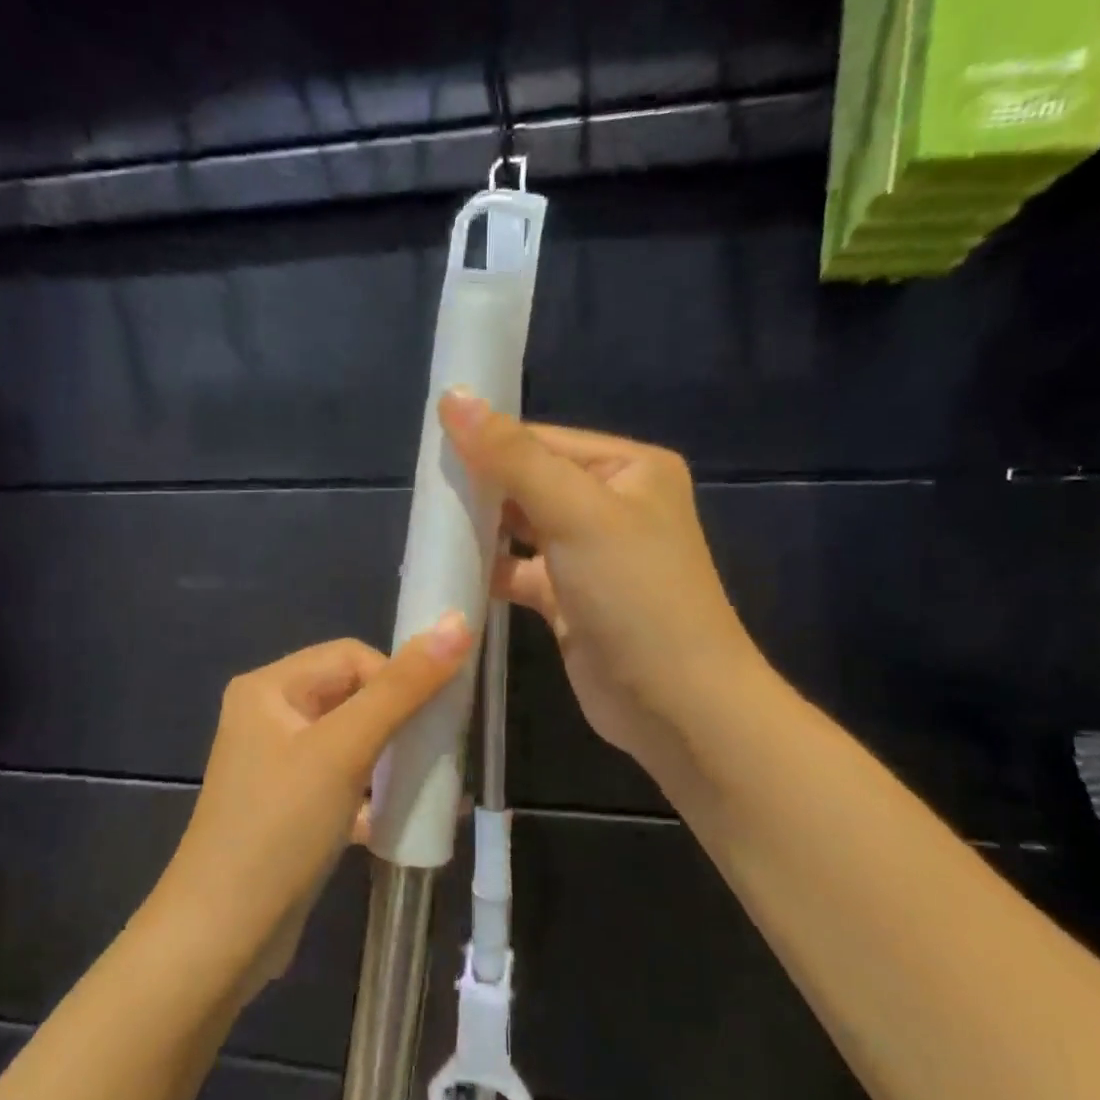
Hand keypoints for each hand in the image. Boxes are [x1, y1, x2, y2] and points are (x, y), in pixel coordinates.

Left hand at [156, 619, 472, 992]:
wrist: (222, 937)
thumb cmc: (280, 827)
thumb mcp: (344, 750)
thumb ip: (403, 688)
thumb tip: (457, 623)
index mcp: (269, 688)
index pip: (351, 656)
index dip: (396, 678)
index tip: (431, 717)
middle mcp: (269, 717)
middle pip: (352, 697)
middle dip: (399, 721)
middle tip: (437, 749)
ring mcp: (277, 766)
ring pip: (352, 743)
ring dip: (392, 759)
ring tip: (429, 783)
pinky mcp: (290, 809)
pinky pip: (343, 784)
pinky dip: (373, 795)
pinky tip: (404, 818)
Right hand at [439, 390, 767, 789]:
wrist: (675, 704)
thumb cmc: (635, 594)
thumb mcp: (576, 512)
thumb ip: (513, 457)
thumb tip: (454, 395)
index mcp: (629, 469)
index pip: (545, 440)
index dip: (490, 442)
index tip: (430, 447)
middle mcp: (613, 505)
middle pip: (531, 482)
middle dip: (482, 487)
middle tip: (424, 491)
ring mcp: (591, 557)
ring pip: (523, 529)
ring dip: (482, 529)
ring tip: (428, 526)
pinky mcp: (570, 601)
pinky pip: (521, 573)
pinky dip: (490, 571)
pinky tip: (450, 571)